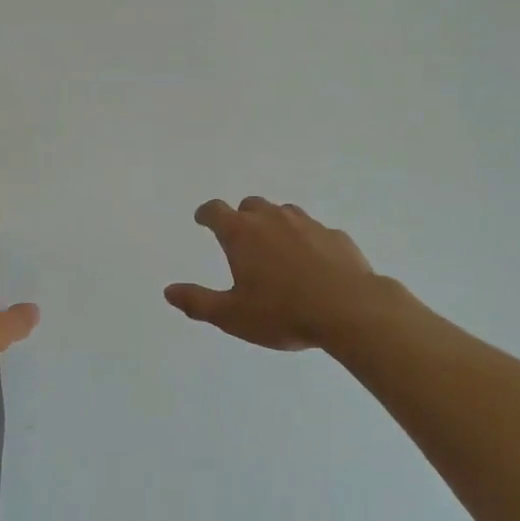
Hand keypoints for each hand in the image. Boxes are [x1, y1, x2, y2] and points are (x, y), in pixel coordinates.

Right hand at [166, 198, 402, 351]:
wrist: (350, 310)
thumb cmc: (283, 312)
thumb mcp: (232, 315)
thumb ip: (198, 302)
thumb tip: (169, 291)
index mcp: (242, 233)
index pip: (215, 211)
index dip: (206, 213)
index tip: (202, 219)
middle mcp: (272, 219)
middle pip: (250, 204)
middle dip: (241, 217)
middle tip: (240, 238)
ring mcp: (307, 224)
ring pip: (284, 213)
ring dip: (274, 224)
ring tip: (275, 249)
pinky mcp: (336, 236)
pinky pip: (314, 231)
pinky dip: (306, 240)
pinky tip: (312, 263)